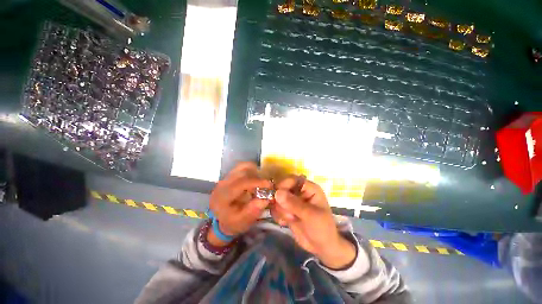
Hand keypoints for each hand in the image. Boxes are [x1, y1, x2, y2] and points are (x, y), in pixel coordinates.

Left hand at [208, 162, 271, 246]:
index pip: (241, 183)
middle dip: (256, 176)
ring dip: (254, 172)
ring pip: (241, 167)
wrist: (221, 221)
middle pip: (241, 172)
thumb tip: (265, 199)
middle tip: (266, 184)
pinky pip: (240, 168)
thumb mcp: (242, 222)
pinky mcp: (228, 177)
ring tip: (260, 181)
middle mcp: (222, 184)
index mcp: (223, 197)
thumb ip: (253, 211)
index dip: (256, 182)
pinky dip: (250, 170)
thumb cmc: (232, 222)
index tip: (269, 185)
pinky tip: (255, 179)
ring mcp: (224, 179)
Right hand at [271, 177, 355, 269]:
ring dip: (280, 210)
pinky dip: (278, 215)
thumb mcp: (310, 215)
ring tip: (290, 219)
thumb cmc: (322, 228)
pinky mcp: (287, 210)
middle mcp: (300, 192)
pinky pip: (276, 208)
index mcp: (309, 188)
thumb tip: (277, 192)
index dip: (283, 185)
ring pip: (277, 199)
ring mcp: (292, 202)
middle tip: (288, 214)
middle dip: (281, 202)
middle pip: (282, 188)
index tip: (275, 195)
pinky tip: (285, 223)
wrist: (322, 247)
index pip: (292, 179)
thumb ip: (293, 204)